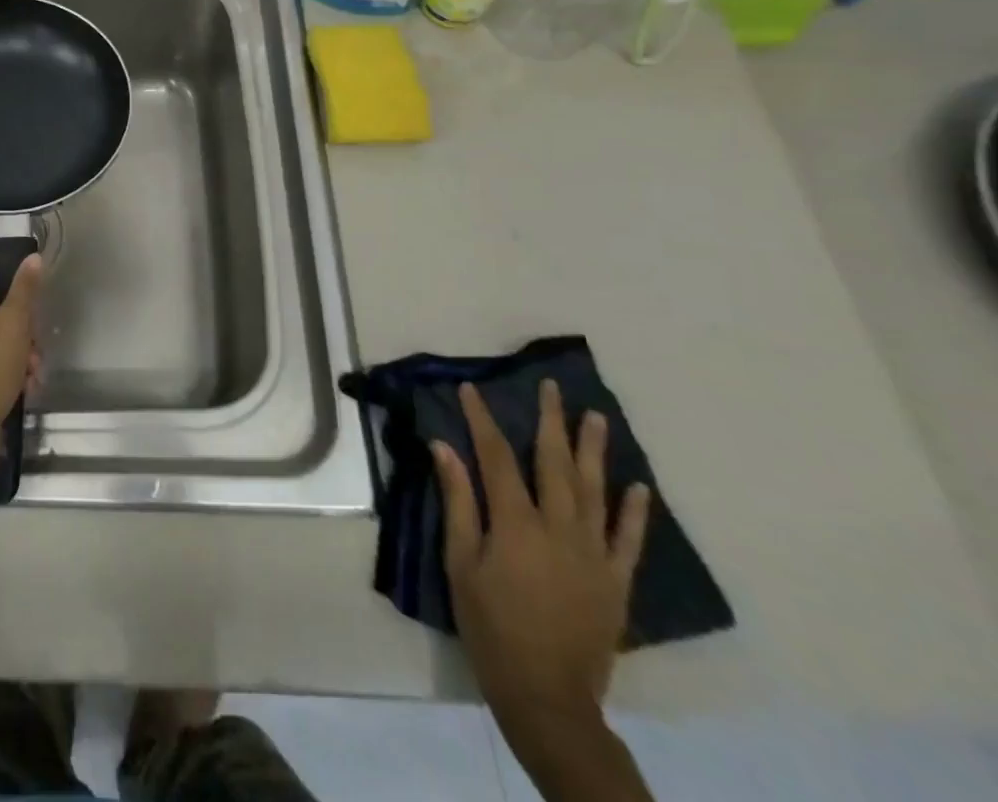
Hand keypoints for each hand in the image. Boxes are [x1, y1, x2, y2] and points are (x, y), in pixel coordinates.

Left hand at [0, 260, 40, 467]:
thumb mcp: (14, 323)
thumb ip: (25, 288)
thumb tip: (32, 257)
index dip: (5, 283)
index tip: (26, 301)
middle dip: (20, 328)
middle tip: (35, 345)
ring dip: (18, 352)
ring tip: (33, 373)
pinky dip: (5, 370)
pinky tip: (24, 387)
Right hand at [433, 380, 650, 734]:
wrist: (547, 695)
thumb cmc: (490, 625)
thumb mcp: (460, 562)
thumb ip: (458, 502)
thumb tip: (443, 448)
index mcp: (516, 524)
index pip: (496, 457)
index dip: (482, 420)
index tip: (471, 390)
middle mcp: (559, 529)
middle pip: (554, 464)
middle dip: (550, 421)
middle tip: (551, 386)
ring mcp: (594, 555)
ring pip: (595, 491)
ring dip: (594, 451)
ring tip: (595, 416)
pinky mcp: (616, 581)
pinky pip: (629, 540)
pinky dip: (635, 511)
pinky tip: (638, 486)